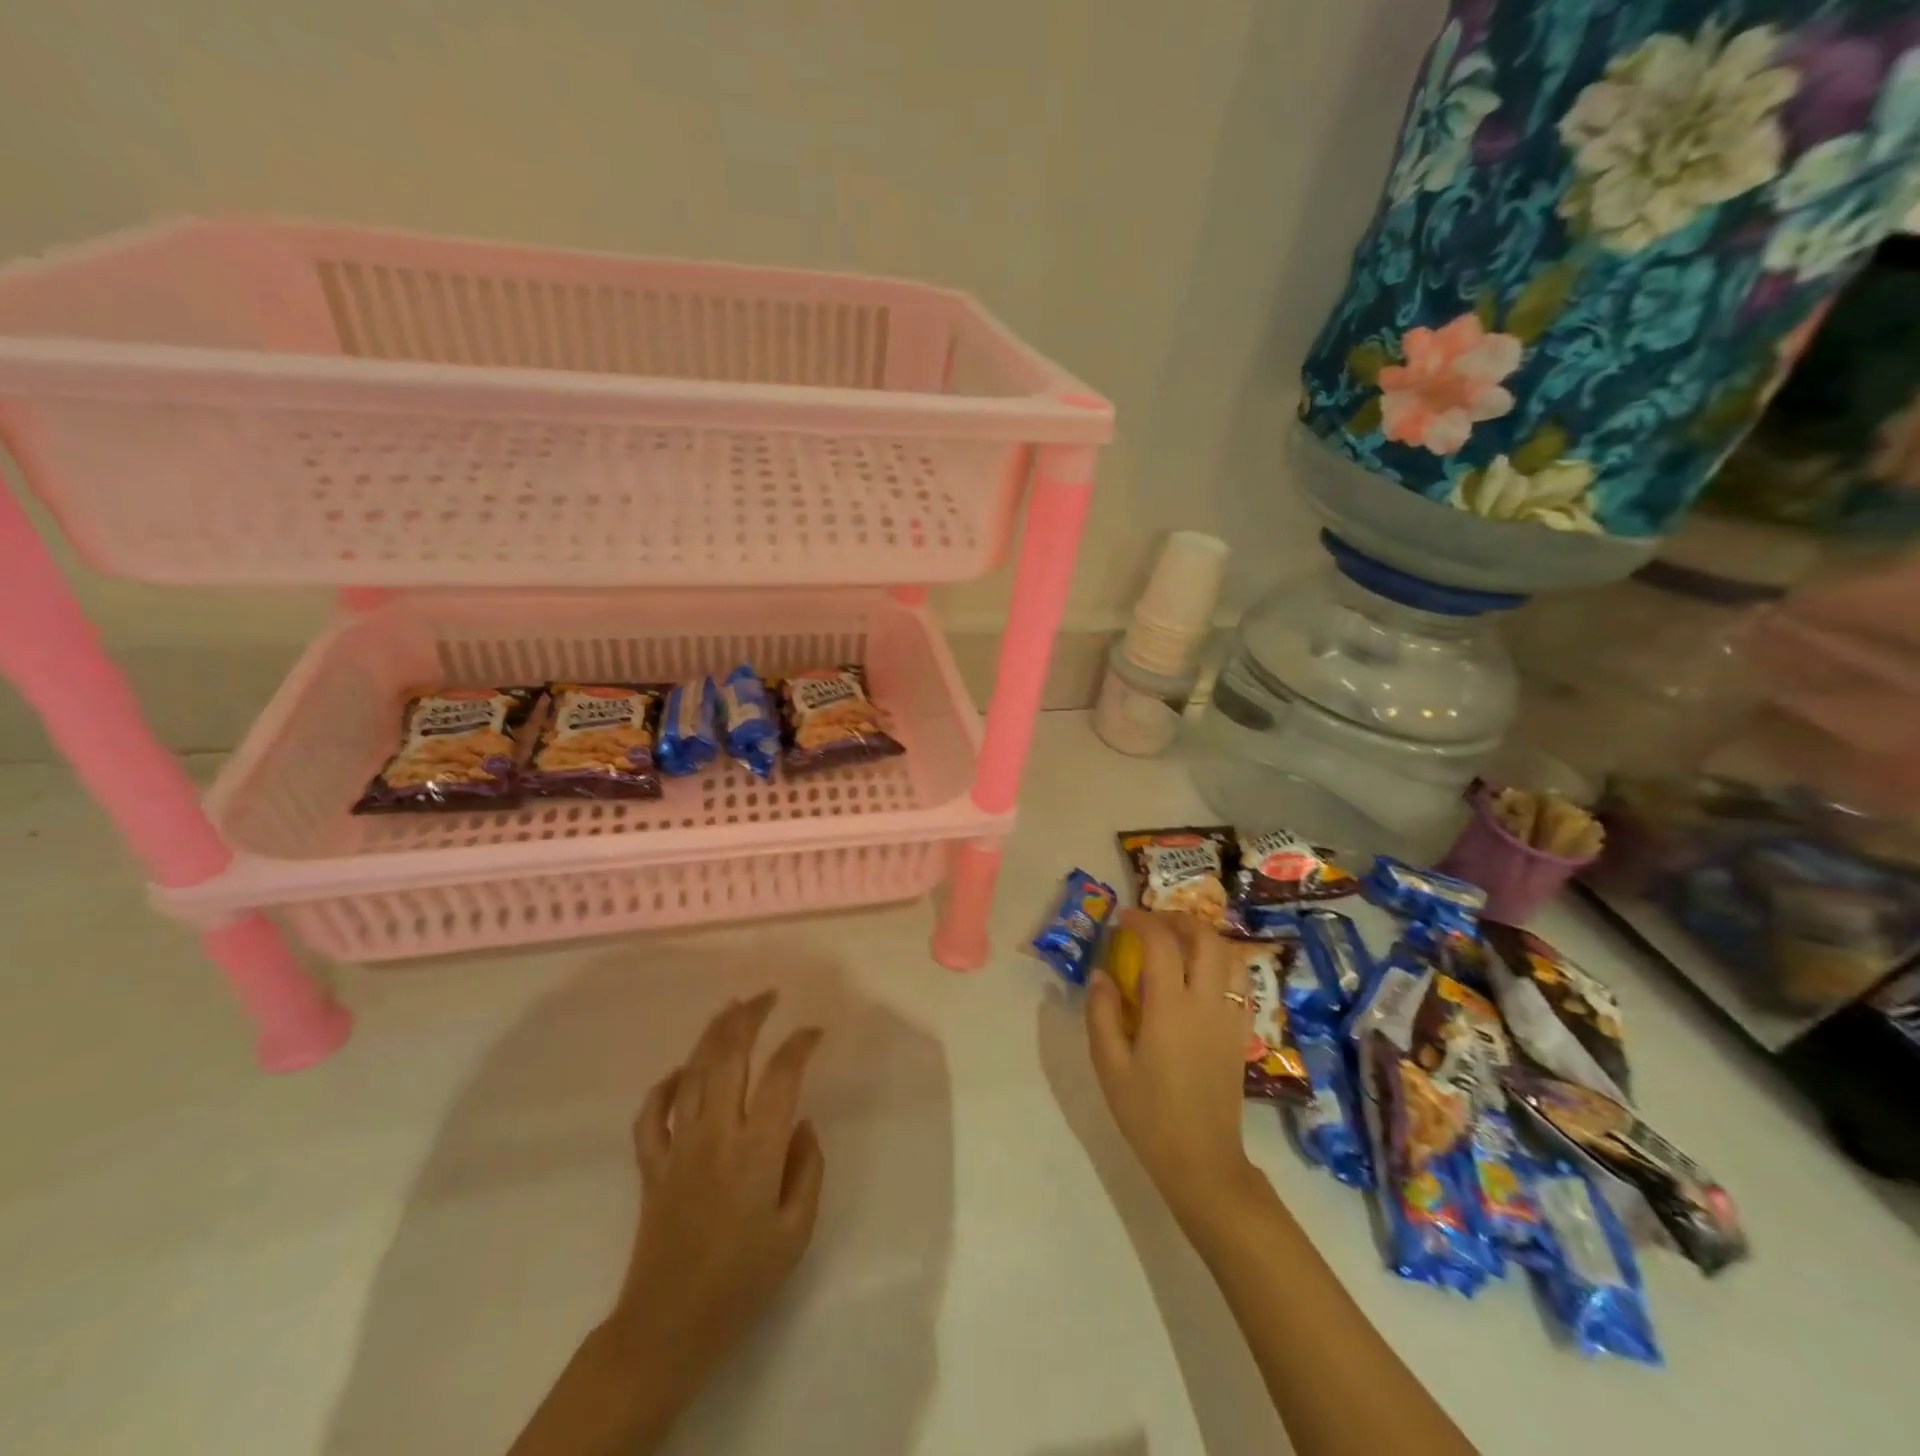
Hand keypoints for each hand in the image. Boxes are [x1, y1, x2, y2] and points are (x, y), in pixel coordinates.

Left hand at [613, 992, 825, 1391]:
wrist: (669, 1328)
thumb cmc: (743, 1282)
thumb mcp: (796, 1233)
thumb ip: (808, 1169)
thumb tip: (801, 1122)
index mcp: (757, 1151)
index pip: (782, 1076)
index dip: (799, 1045)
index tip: (814, 1032)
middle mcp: (716, 1135)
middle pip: (729, 1057)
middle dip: (749, 1018)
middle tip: (766, 997)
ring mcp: (678, 1147)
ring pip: (692, 1073)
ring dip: (712, 1035)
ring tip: (730, 1008)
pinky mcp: (651, 1165)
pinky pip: (652, 1113)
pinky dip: (665, 1085)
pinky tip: (680, 1071)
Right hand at [1086, 910, 1260, 1222]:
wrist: (1202, 1160)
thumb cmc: (1148, 1114)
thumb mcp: (1109, 1065)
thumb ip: (1102, 1014)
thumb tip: (1101, 975)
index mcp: (1170, 1008)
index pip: (1162, 943)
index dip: (1142, 922)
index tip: (1123, 920)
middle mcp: (1206, 1003)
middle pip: (1205, 938)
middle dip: (1178, 920)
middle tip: (1153, 923)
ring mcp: (1230, 1017)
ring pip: (1230, 956)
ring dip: (1205, 938)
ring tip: (1180, 942)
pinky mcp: (1242, 1033)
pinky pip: (1241, 982)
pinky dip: (1222, 963)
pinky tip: (1202, 975)